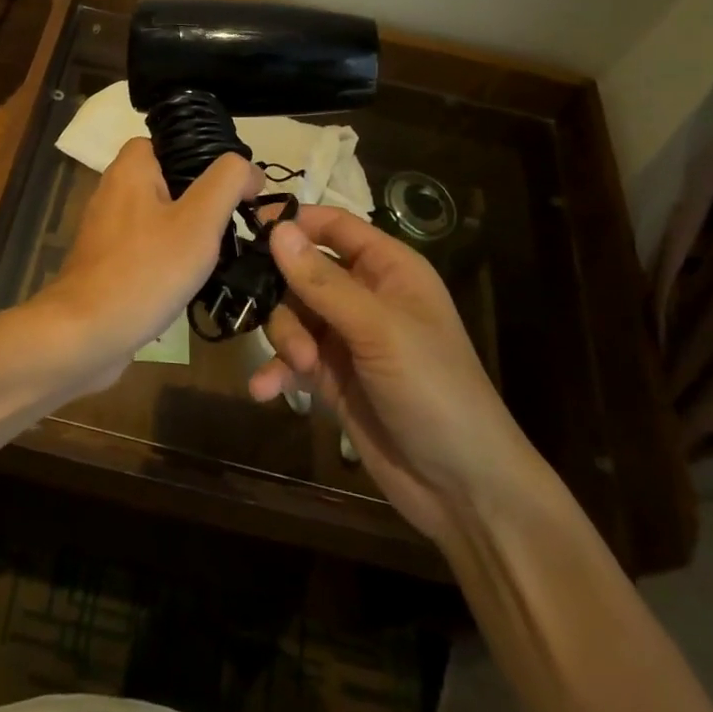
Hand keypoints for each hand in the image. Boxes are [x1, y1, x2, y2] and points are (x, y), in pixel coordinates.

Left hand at [36, 138, 261, 392]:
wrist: (86, 335)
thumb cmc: (146, 270)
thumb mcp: (199, 220)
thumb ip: (227, 183)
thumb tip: (248, 168)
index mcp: (130, 168)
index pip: (172, 143)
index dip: (205, 159)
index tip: (234, 189)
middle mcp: (113, 191)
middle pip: (168, 181)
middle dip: (201, 202)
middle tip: (230, 226)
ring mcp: (106, 230)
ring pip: (159, 217)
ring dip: (187, 234)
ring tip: (215, 256)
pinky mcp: (105, 263)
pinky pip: (146, 248)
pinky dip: (167, 260)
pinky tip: (187, 282)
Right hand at [247, 206, 541, 548]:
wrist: (462, 488)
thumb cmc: (432, 389)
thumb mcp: (377, 329)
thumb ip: (322, 281)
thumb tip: (275, 228)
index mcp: (388, 269)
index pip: (334, 226)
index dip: (295, 223)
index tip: (250, 230)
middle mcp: (366, 296)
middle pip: (303, 272)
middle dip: (286, 297)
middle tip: (287, 325)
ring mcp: (347, 338)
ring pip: (292, 315)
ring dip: (287, 339)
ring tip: (302, 368)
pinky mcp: (332, 378)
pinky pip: (292, 359)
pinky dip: (277, 371)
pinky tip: (263, 391)